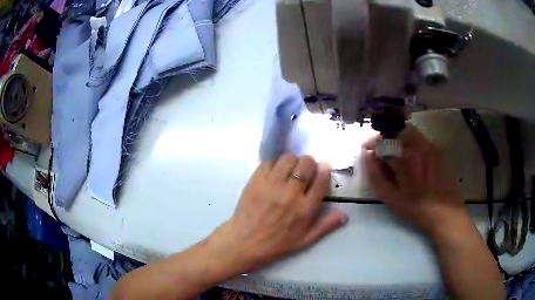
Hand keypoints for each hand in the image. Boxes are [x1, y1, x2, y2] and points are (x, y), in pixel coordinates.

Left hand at [209, 155, 347, 272]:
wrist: (245, 242)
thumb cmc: (277, 244)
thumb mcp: (305, 240)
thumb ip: (326, 226)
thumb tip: (345, 215)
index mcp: (306, 208)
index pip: (321, 179)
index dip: (324, 169)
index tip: (323, 167)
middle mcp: (291, 193)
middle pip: (306, 163)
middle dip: (309, 163)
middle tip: (305, 170)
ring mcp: (272, 185)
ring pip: (288, 158)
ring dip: (292, 161)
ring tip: (289, 170)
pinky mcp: (256, 181)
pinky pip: (268, 162)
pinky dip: (273, 164)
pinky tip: (273, 174)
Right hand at [363, 124, 465, 235]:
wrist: (443, 210)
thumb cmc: (415, 207)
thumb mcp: (390, 197)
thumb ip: (375, 175)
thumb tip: (366, 155)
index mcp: (404, 158)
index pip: (382, 140)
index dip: (371, 143)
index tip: (367, 150)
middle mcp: (417, 145)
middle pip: (395, 129)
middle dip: (384, 138)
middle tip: (381, 152)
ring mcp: (428, 144)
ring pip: (406, 130)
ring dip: (396, 138)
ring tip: (395, 155)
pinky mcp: (435, 147)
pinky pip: (418, 137)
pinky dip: (408, 142)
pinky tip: (410, 159)